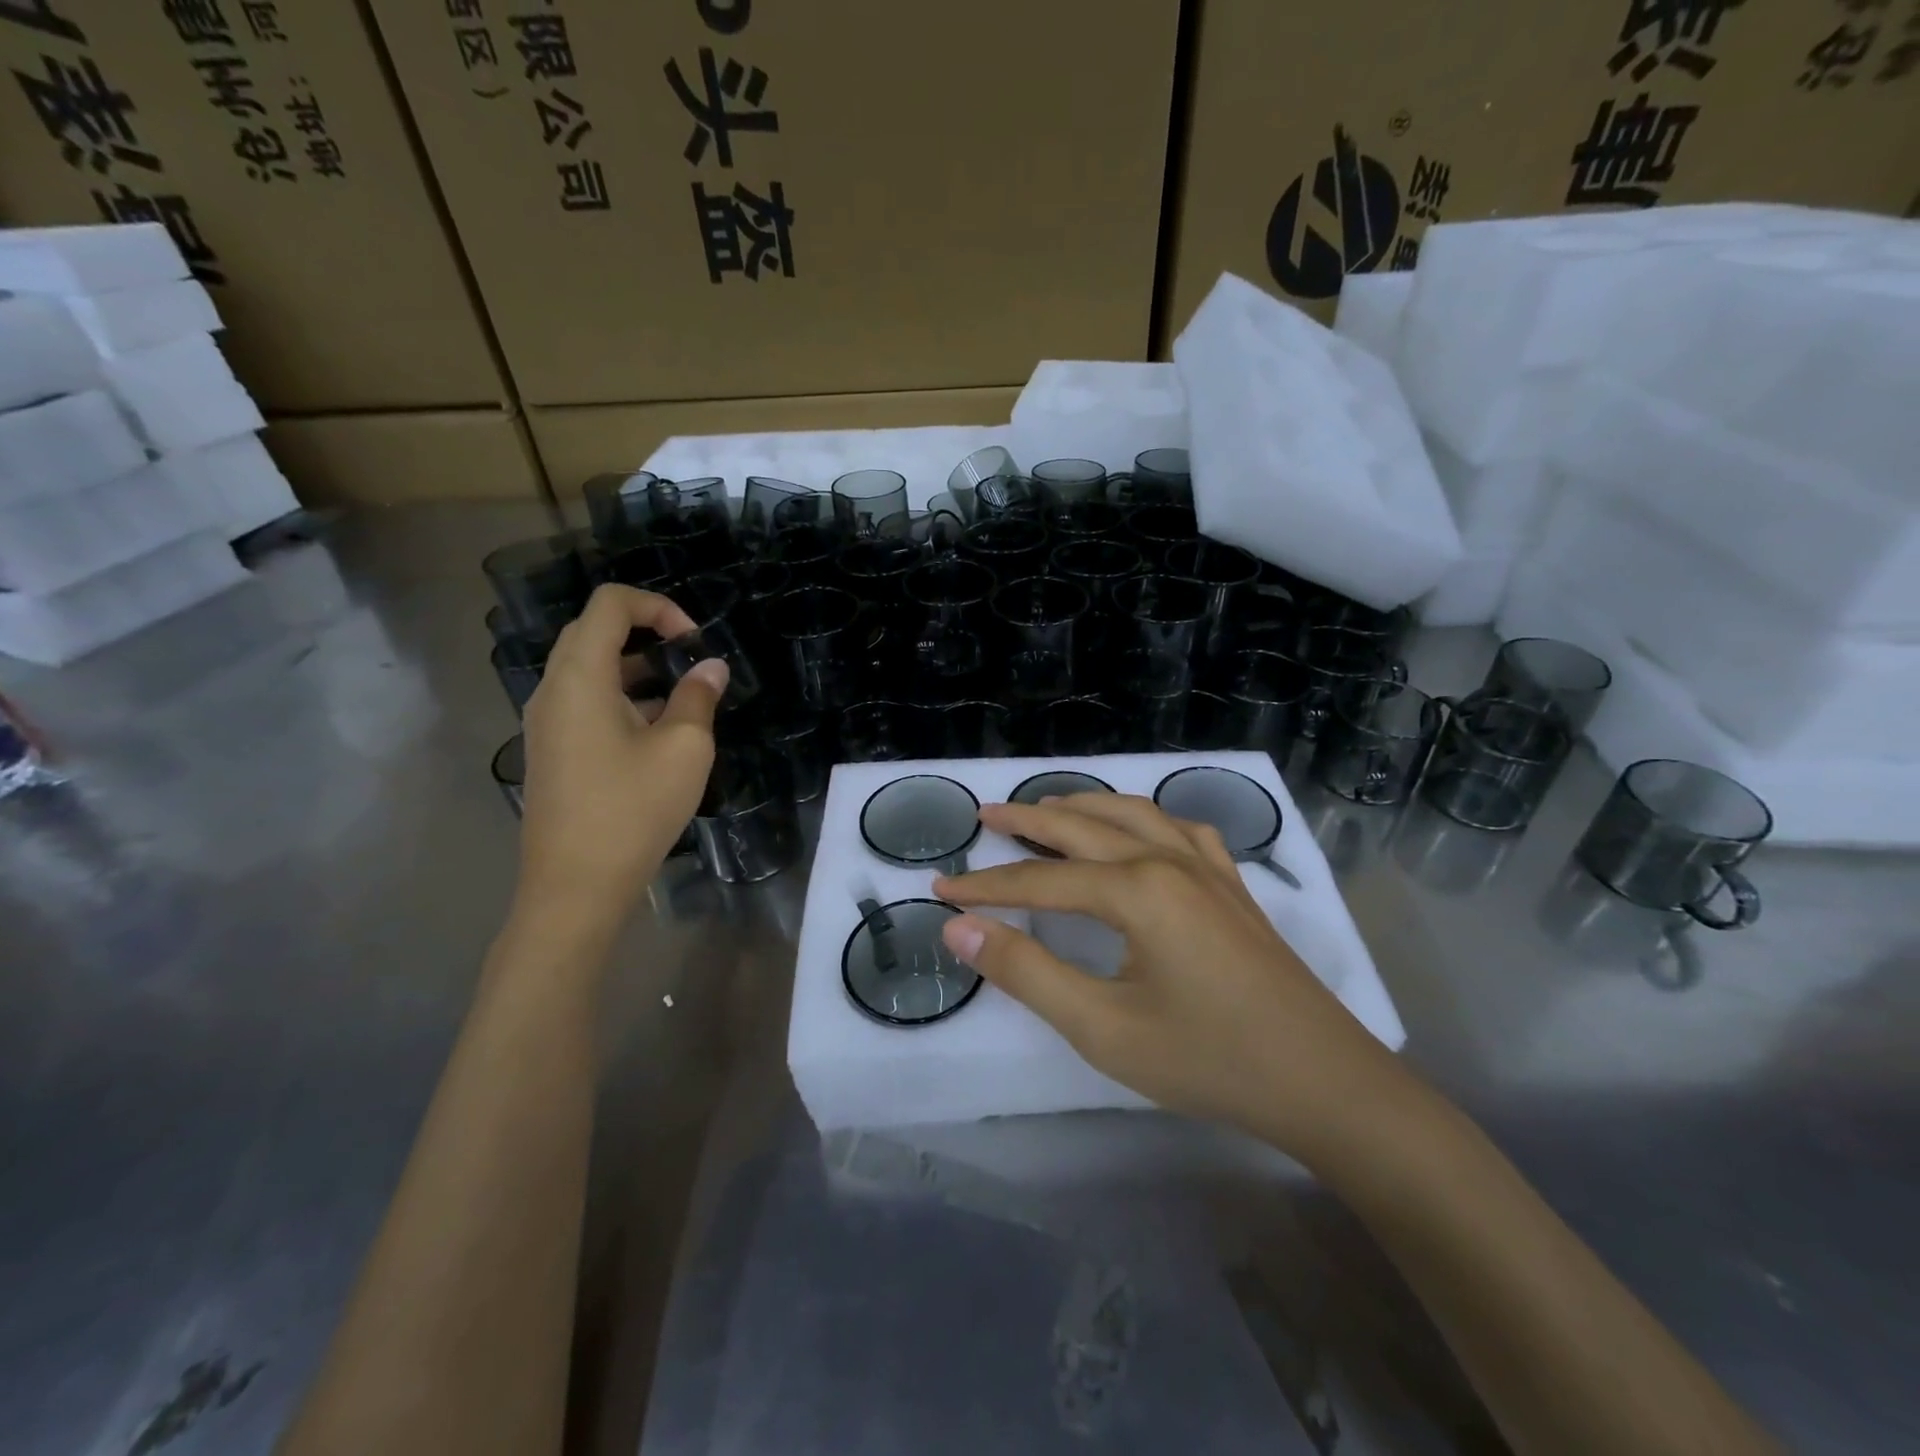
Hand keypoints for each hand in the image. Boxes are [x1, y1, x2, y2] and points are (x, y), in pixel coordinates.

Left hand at [514, 585, 726, 931]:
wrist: (575, 886)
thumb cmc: (632, 809)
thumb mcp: (683, 749)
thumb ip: (698, 697)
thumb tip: (711, 667)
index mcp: (580, 677)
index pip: (610, 603)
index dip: (658, 606)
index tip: (695, 642)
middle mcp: (553, 689)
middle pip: (594, 631)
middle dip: (647, 633)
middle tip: (690, 661)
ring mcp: (546, 722)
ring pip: (590, 669)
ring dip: (637, 668)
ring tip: (682, 698)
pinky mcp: (551, 749)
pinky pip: (585, 701)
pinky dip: (622, 697)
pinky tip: (657, 733)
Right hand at [934, 794, 1414, 1166]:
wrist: (1324, 1082)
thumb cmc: (1208, 1060)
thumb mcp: (1102, 1028)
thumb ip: (1026, 973)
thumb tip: (960, 929)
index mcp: (1137, 890)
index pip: (1040, 880)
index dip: (986, 888)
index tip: (941, 889)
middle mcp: (1168, 859)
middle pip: (1082, 826)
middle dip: (1027, 820)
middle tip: (984, 815)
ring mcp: (1207, 866)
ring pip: (1131, 813)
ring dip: (1083, 806)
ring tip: (1045, 809)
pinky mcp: (1231, 883)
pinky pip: (1178, 828)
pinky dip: (1142, 818)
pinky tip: (1137, 831)